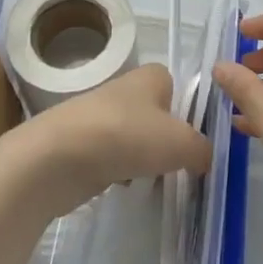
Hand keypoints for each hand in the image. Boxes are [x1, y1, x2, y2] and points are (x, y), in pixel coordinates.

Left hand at [10, 63, 210, 216]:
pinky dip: (121, 172)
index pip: (179, 86)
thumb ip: (203, 149)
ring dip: (145, 159)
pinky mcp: (84, 145)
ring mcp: (102, 117)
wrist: (58, 157)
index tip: (197, 140)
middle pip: (158, 116)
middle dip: (168, 140)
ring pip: (136, 138)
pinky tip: (125, 187)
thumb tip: (204, 157)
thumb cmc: (126, 136)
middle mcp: (126, 90)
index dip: (190, 112)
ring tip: (155, 181)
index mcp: (151, 76)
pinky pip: (115, 158)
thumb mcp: (181, 143)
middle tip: (181, 166)